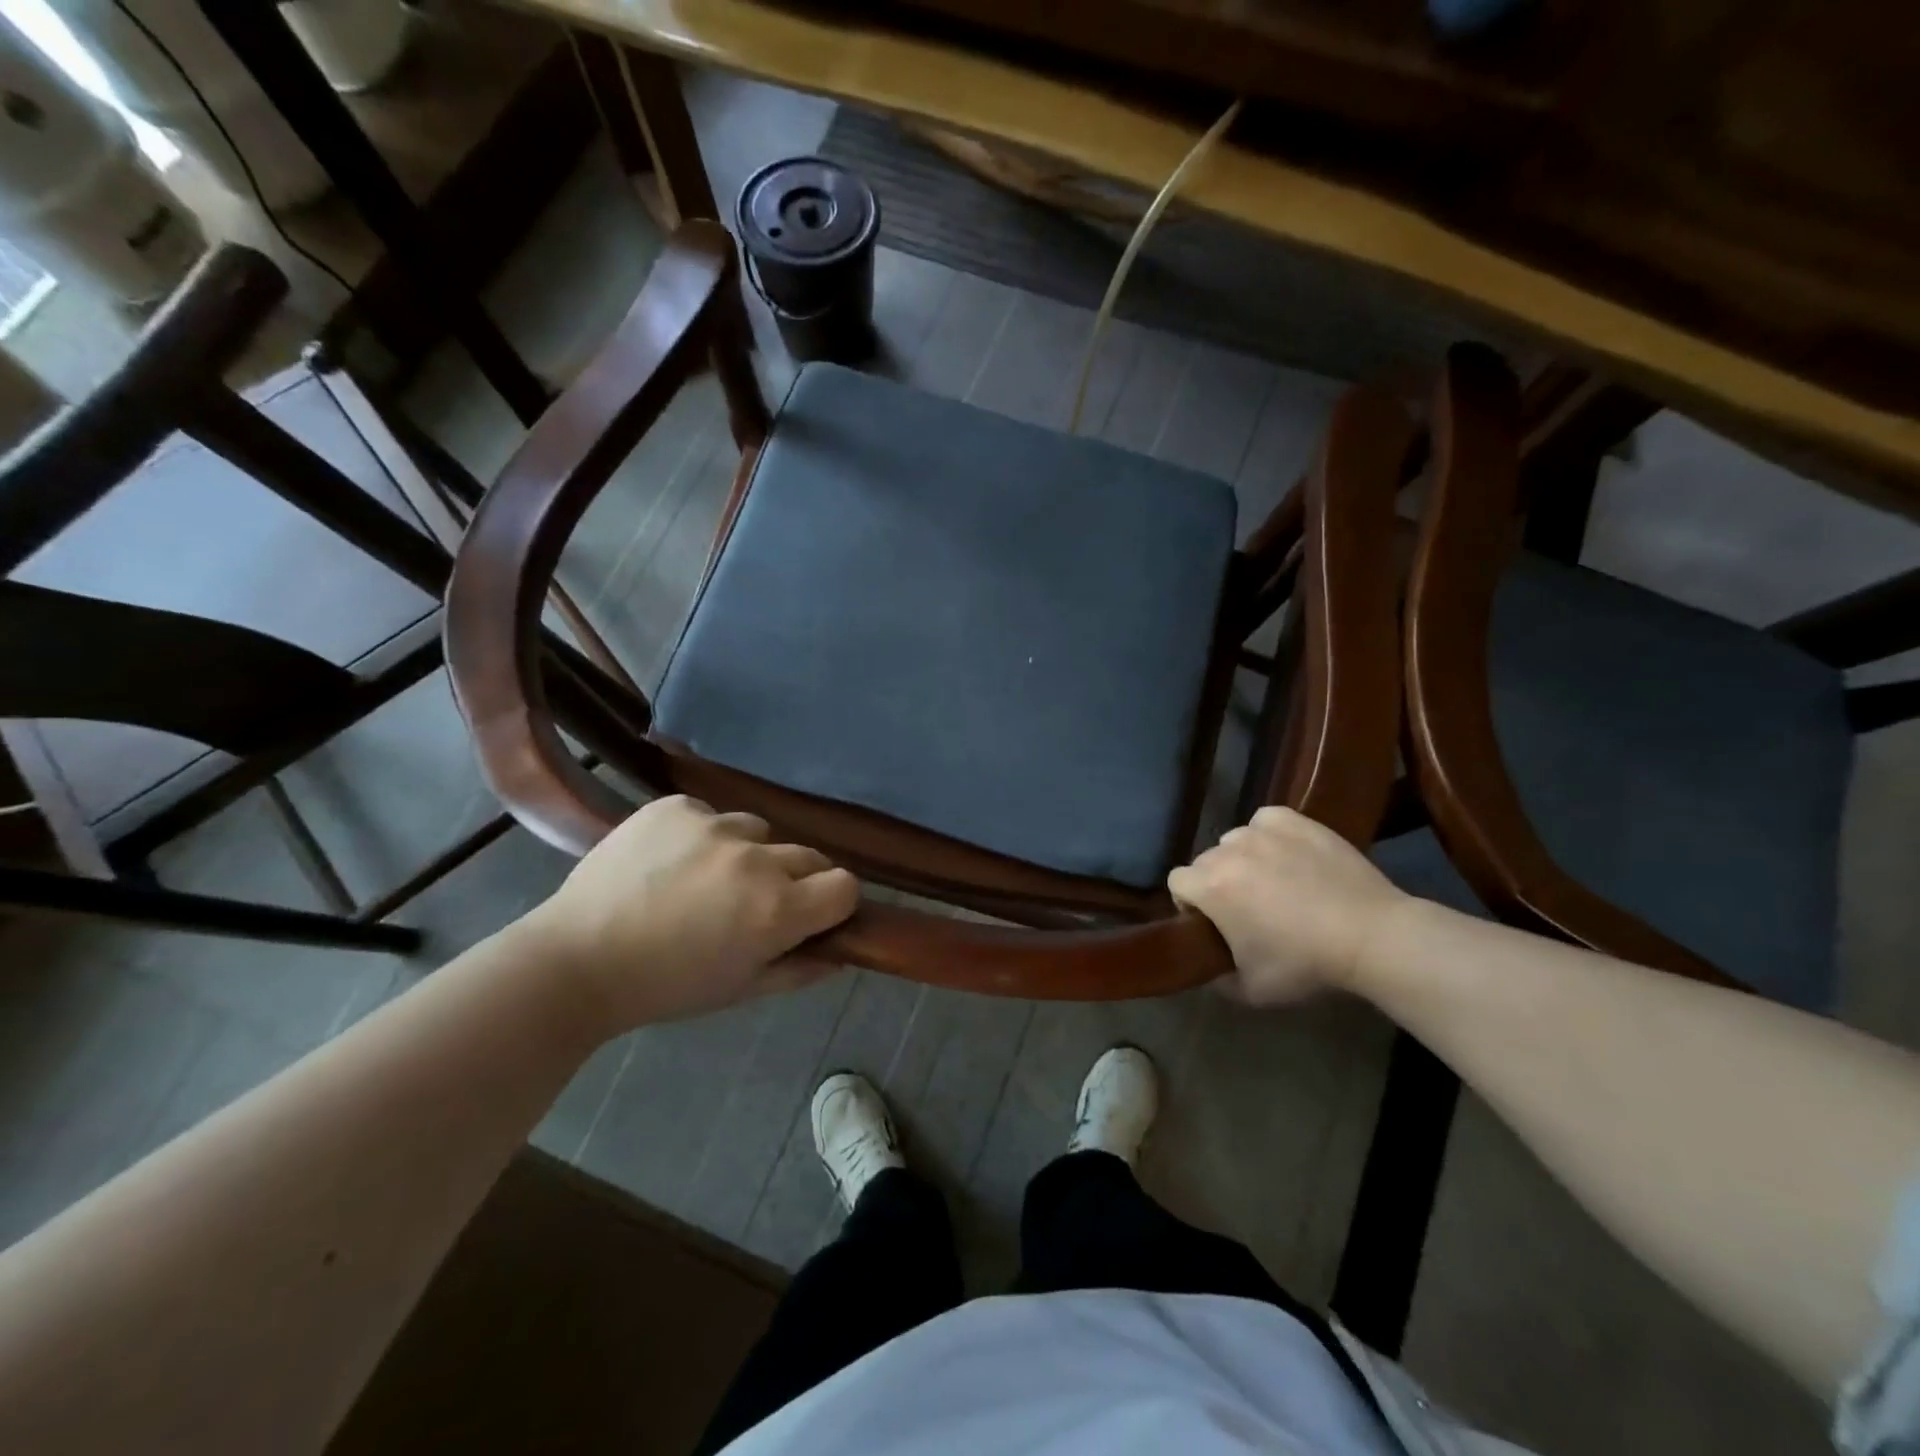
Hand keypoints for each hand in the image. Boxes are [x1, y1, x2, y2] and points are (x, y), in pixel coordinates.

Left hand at [522, 796, 860, 1032]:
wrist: (576, 960)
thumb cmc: (666, 987)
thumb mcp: (741, 991)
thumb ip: (801, 970)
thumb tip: (840, 953)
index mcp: (777, 909)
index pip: (845, 885)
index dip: (833, 903)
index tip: (812, 916)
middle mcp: (756, 860)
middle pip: (809, 855)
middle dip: (795, 880)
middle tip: (754, 904)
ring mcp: (714, 826)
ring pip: (760, 831)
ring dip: (749, 854)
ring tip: (707, 879)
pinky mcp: (677, 807)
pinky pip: (712, 815)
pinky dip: (704, 836)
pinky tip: (672, 861)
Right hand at [1169, 807, 1408, 1004]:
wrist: (1372, 935)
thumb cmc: (1306, 964)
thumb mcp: (1251, 990)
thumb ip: (1217, 978)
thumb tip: (1210, 965)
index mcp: (1210, 887)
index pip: (1177, 883)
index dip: (1190, 904)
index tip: (1214, 923)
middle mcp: (1228, 851)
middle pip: (1206, 861)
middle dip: (1218, 882)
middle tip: (1249, 909)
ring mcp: (1262, 832)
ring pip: (1235, 841)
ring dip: (1243, 860)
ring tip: (1274, 882)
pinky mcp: (1294, 820)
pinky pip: (1265, 822)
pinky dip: (1269, 836)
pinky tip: (1287, 855)